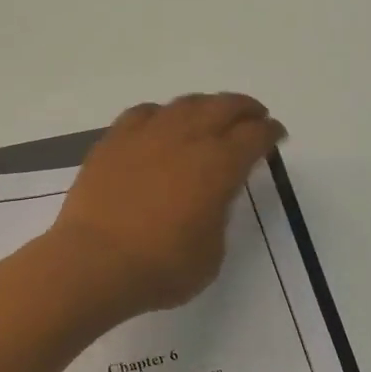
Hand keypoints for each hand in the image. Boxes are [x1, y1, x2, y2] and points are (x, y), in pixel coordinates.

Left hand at [50, 93, 285, 314]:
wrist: (95, 263)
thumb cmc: (161, 267)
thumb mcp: (212, 252)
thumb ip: (218, 215)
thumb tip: (210, 197)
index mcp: (219, 165)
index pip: (254, 136)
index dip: (270, 133)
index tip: (276, 135)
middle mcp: (186, 138)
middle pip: (224, 107)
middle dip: (245, 109)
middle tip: (254, 116)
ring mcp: (146, 135)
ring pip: (184, 104)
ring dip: (206, 106)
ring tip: (211, 115)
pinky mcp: (113, 141)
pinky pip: (144, 113)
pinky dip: (162, 114)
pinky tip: (161, 124)